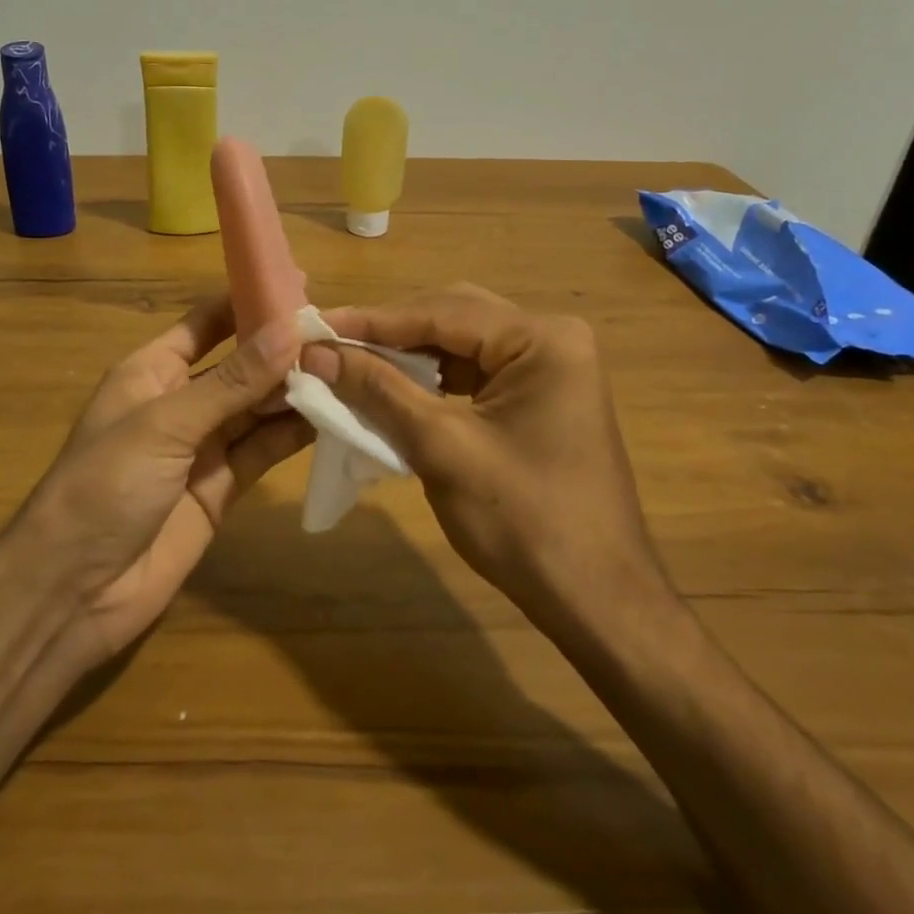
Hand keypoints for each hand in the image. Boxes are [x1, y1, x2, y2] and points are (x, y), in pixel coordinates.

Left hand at [15, 300, 310, 664]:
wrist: (73, 591)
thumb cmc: (105, 485)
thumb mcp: (166, 423)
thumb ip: (232, 381)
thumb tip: (290, 330)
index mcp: (152, 371)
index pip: (206, 322)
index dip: (248, 302)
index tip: (301, 285)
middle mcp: (180, 402)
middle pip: (240, 365)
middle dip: (282, 349)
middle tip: (340, 331)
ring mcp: (202, 447)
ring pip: (257, 408)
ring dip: (295, 391)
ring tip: (348, 368)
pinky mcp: (222, 489)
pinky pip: (262, 451)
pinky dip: (293, 434)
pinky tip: (332, 415)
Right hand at [302, 283, 669, 632]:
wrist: (597, 601)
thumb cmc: (524, 522)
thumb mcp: (442, 448)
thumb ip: (379, 390)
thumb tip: (318, 354)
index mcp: (541, 339)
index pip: (441, 312)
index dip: (372, 321)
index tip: (316, 327)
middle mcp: (551, 338)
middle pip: (452, 318)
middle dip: (390, 333)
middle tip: (331, 344)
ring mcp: (550, 367)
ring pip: (461, 345)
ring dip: (408, 356)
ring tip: (352, 362)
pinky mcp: (540, 397)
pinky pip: (475, 372)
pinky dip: (432, 380)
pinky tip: (394, 388)